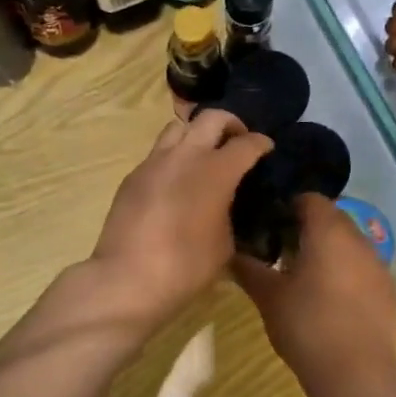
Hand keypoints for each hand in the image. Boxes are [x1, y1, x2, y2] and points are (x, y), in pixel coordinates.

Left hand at [89, 110, 272, 328]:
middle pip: (212, 117)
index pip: (246, 143)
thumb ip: (230, 212)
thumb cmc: (186, 267)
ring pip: (179, 127)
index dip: (261, 143)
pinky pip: (158, 153)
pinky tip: (177, 181)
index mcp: (216, 171)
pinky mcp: (133, 176)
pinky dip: (174, 156)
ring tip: (204, 155)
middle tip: (237, 141)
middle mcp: (185, 156)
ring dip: (197, 133)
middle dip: (231, 124)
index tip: (267, 148)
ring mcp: (154, 162)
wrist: (128, 279)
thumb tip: (227, 204)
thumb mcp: (226, 244)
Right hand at [233, 194, 395, 389]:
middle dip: (308, 228)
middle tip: (282, 253)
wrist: (357, 372)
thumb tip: (232, 253)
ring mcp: (378, 262)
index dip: (287, 207)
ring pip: (349, 242)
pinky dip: (347, 272)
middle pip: (331, 217)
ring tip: (306, 278)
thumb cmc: (307, 325)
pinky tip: (332, 299)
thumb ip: (249, 268)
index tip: (269, 228)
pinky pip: (364, 266)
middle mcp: (358, 237)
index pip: (308, 198)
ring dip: (329, 250)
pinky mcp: (389, 288)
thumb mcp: (268, 297)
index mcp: (327, 230)